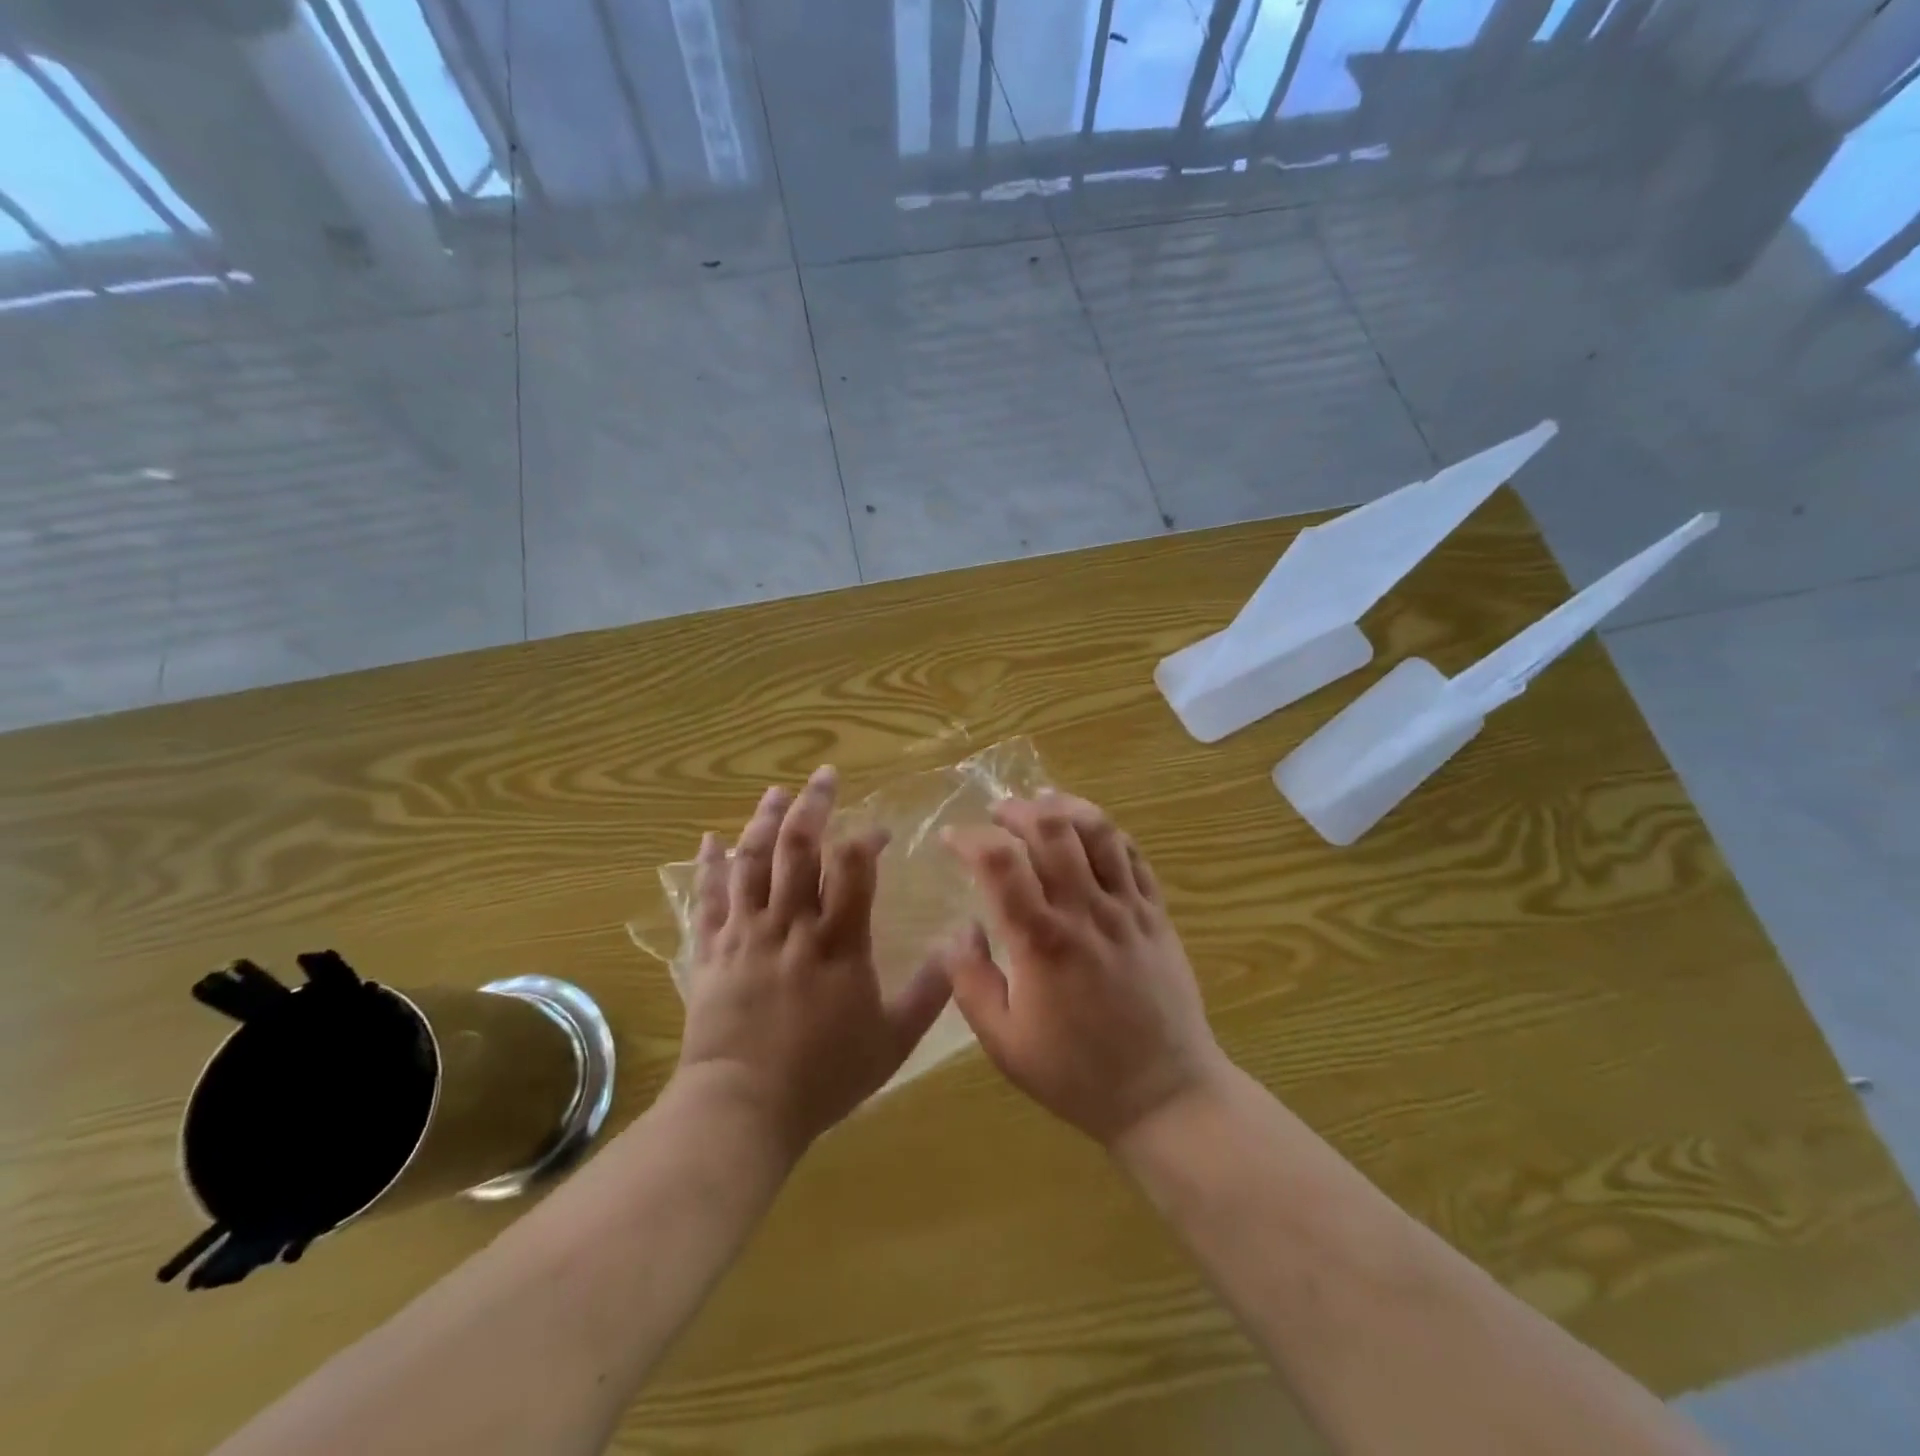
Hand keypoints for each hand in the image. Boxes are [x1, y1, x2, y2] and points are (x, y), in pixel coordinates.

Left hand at [675, 766, 951, 1158]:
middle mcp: (789, 925)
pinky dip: (709, 865)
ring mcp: (745, 934)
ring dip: (764, 821)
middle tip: (825, 776)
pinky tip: (710, 840)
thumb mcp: (893, 1040)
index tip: (879, 831)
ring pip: (752, 862)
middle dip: (813, 805)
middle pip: (798, 848)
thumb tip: (962, 946)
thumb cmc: (823, 1076)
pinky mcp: (712, 951)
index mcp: (837, 942)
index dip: (866, 838)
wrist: (742, 1109)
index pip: (853, 866)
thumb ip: (931, 991)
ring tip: (776, 792)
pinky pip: (708, 897)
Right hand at [938, 791, 1228, 1148]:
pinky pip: (1135, 856)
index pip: (998, 862)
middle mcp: (1085, 911)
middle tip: (998, 814)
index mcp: (1041, 940)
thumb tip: (957, 929)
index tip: (951, 838)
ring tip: (1044, 805)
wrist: (1164, 1094)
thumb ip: (970, 981)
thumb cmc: (1076, 1074)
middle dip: (1017, 809)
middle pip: (1052, 828)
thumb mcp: (1004, 1042)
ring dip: (1066, 807)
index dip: (968, 838)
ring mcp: (1128, 909)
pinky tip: (1091, 835)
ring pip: (1100, 831)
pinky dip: (1108, 833)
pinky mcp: (1158, 915)